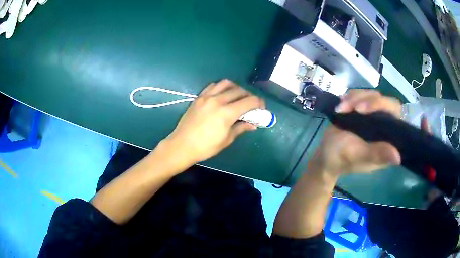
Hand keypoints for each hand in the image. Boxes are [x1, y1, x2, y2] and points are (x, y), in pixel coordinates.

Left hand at [165, 79, 264, 164]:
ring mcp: (207, 97)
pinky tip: (223, 94)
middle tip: (251, 104)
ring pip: (226, 83)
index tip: (261, 107)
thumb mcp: (226, 140)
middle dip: (249, 96)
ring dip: (236, 88)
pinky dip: (222, 87)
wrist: (182, 145)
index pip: (249, 101)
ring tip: (238, 96)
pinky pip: (213, 86)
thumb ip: (241, 128)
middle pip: (239, 91)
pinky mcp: (199, 97)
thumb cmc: (206, 147)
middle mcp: (218, 100)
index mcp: (226, 112)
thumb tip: (253, 124)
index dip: (259, 103)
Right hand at [308, 90, 401, 176]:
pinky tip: (341, 104)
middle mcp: (384, 126)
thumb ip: (376, 154)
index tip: (362, 109)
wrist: (323, 154)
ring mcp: (374, 117)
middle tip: (350, 107)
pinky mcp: (363, 111)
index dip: (383, 106)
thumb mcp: (357, 156)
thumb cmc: (340, 159)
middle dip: (366, 100)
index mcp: (388, 140)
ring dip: (354, 98)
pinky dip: (350, 97)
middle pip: (384, 100)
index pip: (395, 114)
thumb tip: (398, 157)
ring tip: (340, 109)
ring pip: (372, 95)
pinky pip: (361, 94)